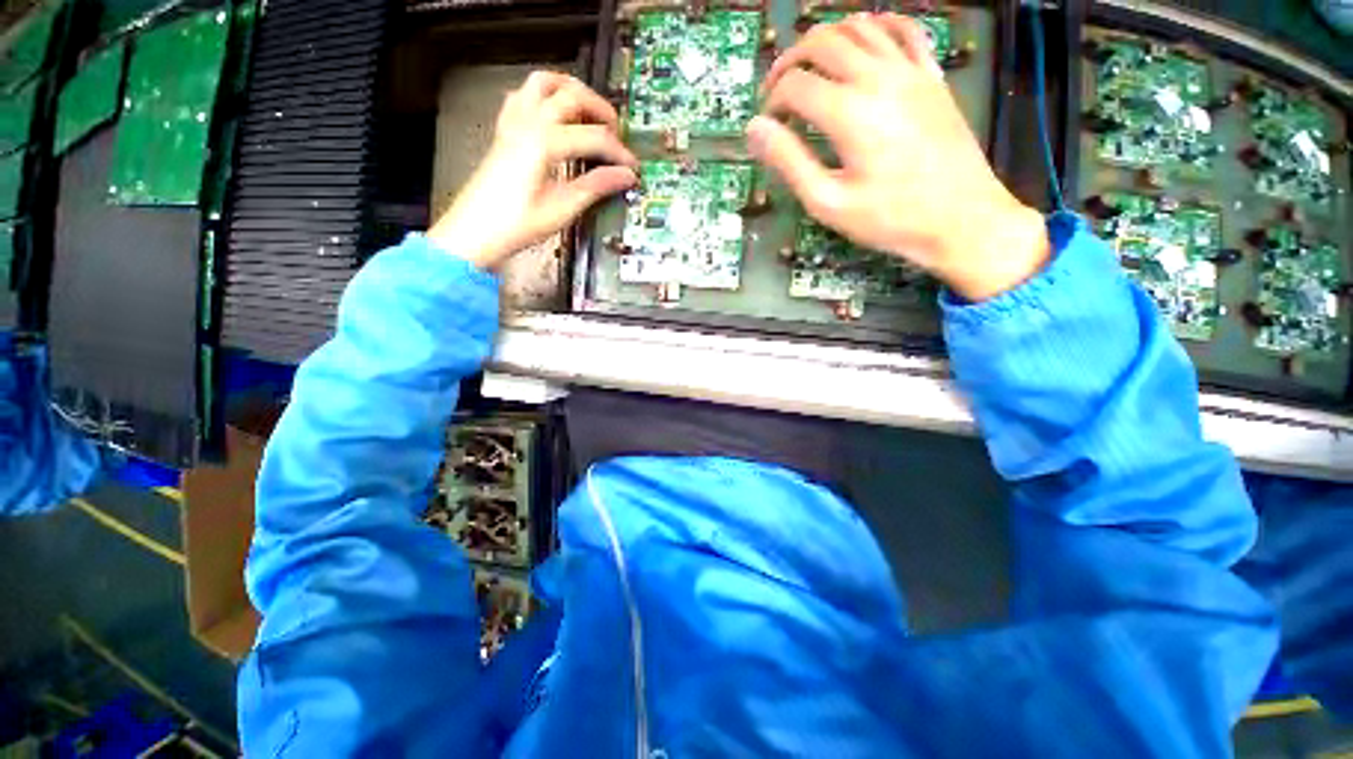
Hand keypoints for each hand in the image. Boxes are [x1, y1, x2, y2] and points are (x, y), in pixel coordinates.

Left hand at [430, 72, 637, 269]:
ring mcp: (513, 122)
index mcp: (544, 143)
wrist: (476, 230)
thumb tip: (626, 177)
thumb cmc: (517, 224)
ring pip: (545, 83)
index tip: (633, 168)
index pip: (594, 138)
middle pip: (572, 96)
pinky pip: (524, 95)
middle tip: (617, 134)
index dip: (618, 152)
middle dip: (601, 111)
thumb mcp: (562, 208)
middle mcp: (529, 122)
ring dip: (572, 90)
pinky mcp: (505, 129)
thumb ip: (595, 186)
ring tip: (590, 110)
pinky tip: (556, 113)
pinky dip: (545, 95)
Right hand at [750, 14, 1049, 300]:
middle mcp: (877, 77)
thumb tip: (755, 129)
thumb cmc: (889, 219)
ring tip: (811, 68)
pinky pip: (903, 30)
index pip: (795, 85)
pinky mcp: (932, 75)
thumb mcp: (828, 202)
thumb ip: (789, 162)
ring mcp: (910, 70)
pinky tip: (862, 45)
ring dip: (826, 39)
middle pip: (822, 42)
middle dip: (789, 62)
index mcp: (849, 112)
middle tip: (777, 91)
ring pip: (859, 26)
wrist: (961, 219)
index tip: (766, 126)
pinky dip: (876, 27)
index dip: (772, 103)